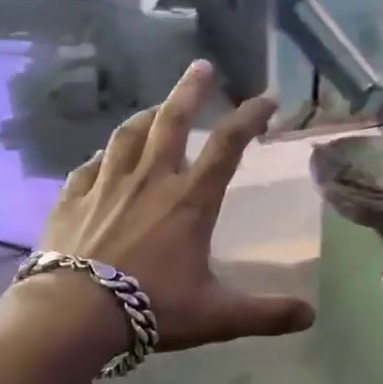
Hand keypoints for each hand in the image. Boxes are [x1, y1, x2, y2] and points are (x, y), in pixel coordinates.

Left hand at [39, 59, 314, 352]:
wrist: (73, 314)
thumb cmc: (151, 307)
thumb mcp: (216, 315)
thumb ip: (265, 314)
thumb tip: (310, 317)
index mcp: (189, 200)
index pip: (227, 146)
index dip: (250, 117)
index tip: (267, 97)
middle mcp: (150, 180)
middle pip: (172, 121)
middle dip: (190, 90)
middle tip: (201, 66)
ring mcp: (106, 185)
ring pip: (128, 136)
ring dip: (146, 116)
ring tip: (156, 107)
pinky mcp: (72, 199)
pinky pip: (88, 167)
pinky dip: (101, 157)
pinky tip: (102, 157)